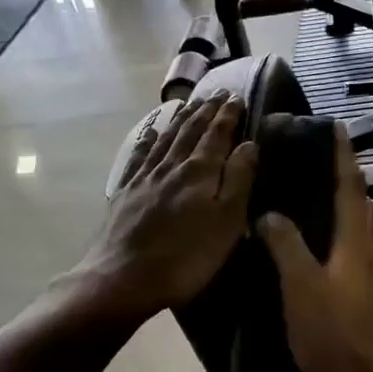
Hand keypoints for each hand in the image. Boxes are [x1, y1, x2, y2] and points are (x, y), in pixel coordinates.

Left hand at [74, 91, 257, 319]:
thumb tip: (249, 143)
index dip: (228, 115)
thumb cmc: (186, 257)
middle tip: (218, 94)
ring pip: (166, 138)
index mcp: (200, 171)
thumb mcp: (226, 222)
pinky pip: (139, 156)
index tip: (237, 98)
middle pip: (191, 130)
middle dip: (206, 111)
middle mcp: (171, 165)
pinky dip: (148, 140)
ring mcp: (144, 177)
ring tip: (191, 104)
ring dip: (181, 119)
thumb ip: (239, 180)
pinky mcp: (125, 192)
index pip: (217, 134)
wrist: (123, 278)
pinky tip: (150, 133)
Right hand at [256, 126, 372, 371]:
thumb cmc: (334, 334)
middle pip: (360, 205)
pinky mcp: (360, 297)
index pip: (349, 188)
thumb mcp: (302, 286)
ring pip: (356, 229)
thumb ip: (287, 246)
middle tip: (321, 158)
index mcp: (354, 243)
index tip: (335, 126)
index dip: (343, 156)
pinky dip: (334, 233)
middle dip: (346, 177)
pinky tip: (315, 245)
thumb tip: (270, 214)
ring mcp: (366, 277)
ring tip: (315, 193)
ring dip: (343, 204)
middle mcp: (365, 253)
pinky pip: (348, 250)